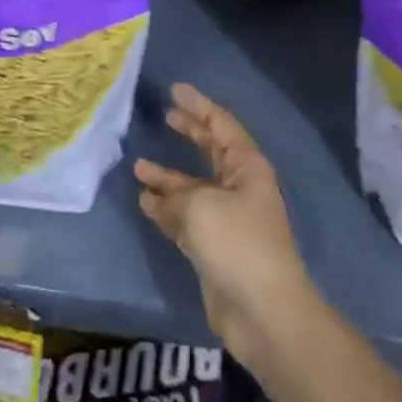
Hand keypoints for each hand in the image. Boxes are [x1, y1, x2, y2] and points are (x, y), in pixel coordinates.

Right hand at [134, 84, 313, 367]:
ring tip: (138, 166)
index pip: (221, 124)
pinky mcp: (214, 247)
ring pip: (193, 186)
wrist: (263, 312)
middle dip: (189, 133)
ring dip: (168, 177)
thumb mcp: (200, 206)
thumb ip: (174, 194)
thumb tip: (157, 196)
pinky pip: (186, 217)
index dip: (198, 105)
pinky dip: (166, 209)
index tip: (176, 89)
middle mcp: (239, 187)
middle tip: (165, 115)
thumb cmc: (237, 244)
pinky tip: (144, 201)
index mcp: (247, 167)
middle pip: (210, 151)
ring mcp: (227, 218)